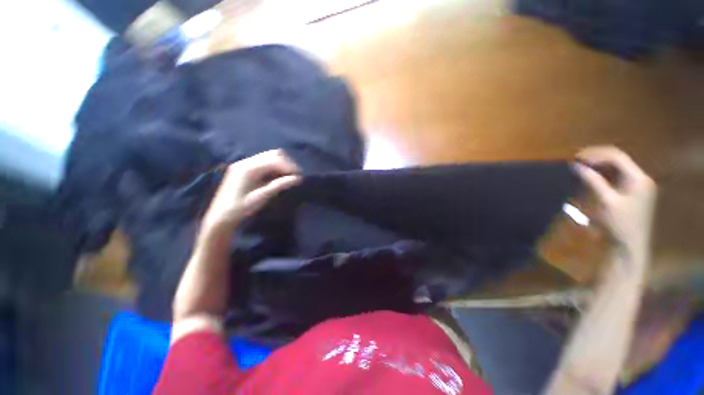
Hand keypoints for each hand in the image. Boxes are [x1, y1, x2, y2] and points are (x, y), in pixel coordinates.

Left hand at [201, 150, 299, 232]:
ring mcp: (244, 164)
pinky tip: (278, 177)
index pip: (275, 160)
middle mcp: (246, 162)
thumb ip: (279, 185)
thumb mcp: (261, 197)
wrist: (220, 217)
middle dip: (286, 163)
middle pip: (272, 154)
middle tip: (295, 176)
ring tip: (289, 176)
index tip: (299, 177)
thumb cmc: (240, 209)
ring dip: (281, 164)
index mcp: (249, 168)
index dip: (289, 166)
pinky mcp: (244, 169)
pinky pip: (263, 163)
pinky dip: (274, 167)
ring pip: (269, 157)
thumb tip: (297, 178)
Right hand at [574, 146, 656, 255]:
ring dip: (599, 165)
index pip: (617, 157)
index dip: (596, 154)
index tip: (576, 157)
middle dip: (597, 158)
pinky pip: (616, 177)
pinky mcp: (632, 193)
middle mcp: (640, 178)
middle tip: (577, 161)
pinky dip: (602, 174)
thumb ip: (593, 181)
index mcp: (638, 178)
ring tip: (581, 167)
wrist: (629, 246)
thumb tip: (576, 166)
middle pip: (618, 160)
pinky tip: (591, 177)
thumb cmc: (619, 224)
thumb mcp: (606, 201)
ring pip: (617, 168)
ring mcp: (637, 186)